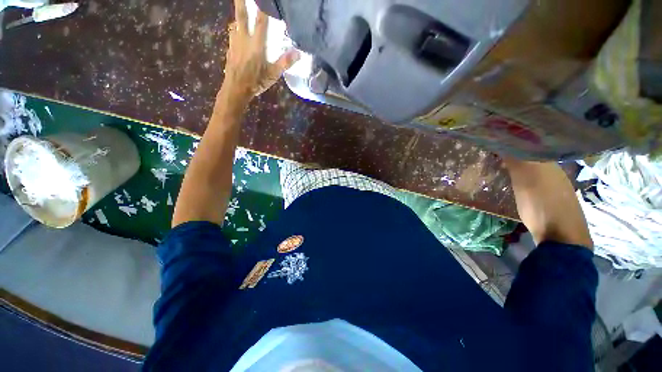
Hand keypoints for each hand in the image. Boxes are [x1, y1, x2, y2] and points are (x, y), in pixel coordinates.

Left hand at [222, 0, 299, 104]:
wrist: (236, 88)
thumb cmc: (256, 81)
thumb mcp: (273, 75)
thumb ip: (285, 63)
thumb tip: (298, 53)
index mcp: (257, 44)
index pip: (262, 22)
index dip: (264, 9)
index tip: (266, 0)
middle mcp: (244, 39)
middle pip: (242, 15)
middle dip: (242, 2)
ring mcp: (235, 42)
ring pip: (235, 23)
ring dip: (238, 14)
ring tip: (240, 8)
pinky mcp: (230, 48)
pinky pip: (232, 33)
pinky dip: (235, 28)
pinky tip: (236, 29)